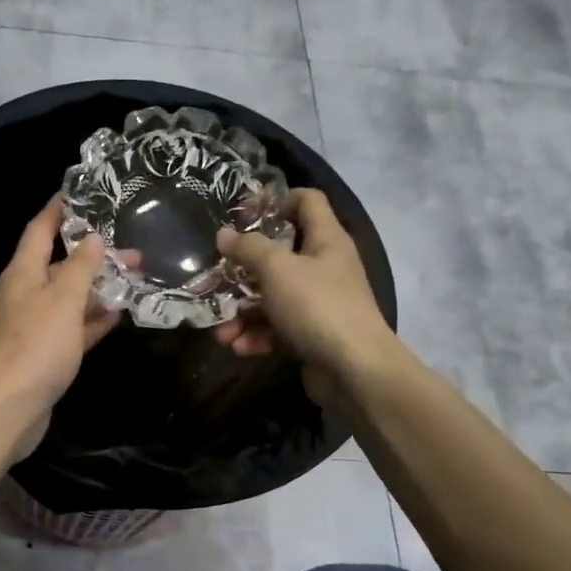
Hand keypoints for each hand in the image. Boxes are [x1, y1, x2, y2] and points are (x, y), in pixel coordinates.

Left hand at [0, 200, 119, 454]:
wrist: (7, 409)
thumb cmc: (34, 347)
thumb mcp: (62, 300)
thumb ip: (80, 267)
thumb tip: (92, 238)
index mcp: (22, 273)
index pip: (40, 229)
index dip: (59, 209)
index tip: (83, 192)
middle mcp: (25, 294)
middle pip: (59, 264)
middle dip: (93, 254)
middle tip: (131, 246)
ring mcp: (34, 326)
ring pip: (69, 298)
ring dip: (98, 288)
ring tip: (134, 276)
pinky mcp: (45, 354)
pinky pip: (73, 328)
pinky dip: (93, 320)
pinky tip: (119, 315)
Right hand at [212, 189, 394, 405]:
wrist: (354, 369)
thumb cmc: (317, 306)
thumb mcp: (277, 269)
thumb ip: (248, 248)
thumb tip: (224, 235)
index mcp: (326, 240)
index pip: (307, 201)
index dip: (276, 200)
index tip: (243, 213)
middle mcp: (325, 267)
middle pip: (280, 256)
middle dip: (244, 270)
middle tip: (216, 277)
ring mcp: (319, 304)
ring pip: (273, 298)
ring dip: (243, 314)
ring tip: (221, 332)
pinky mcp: (312, 335)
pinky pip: (277, 329)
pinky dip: (257, 337)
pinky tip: (238, 348)